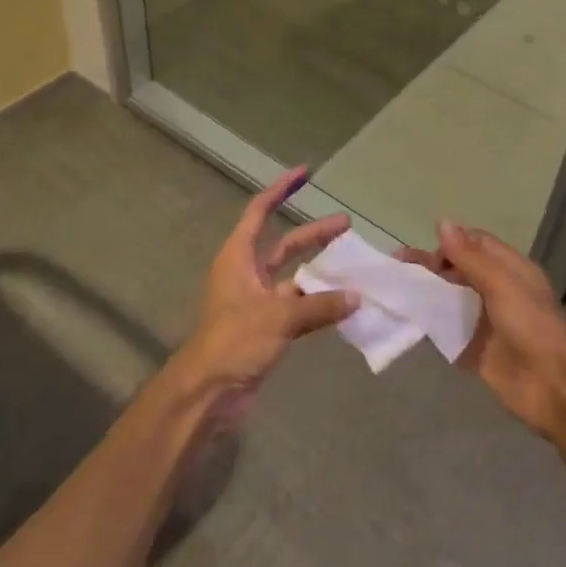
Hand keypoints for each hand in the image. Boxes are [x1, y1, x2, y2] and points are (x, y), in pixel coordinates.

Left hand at [169, 168, 357, 424]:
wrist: (209, 392)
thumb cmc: (235, 341)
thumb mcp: (279, 317)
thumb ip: (319, 305)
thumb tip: (356, 297)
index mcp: (238, 257)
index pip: (259, 212)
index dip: (280, 190)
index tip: (304, 173)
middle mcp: (247, 273)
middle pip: (284, 243)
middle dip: (314, 234)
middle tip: (346, 225)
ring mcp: (257, 301)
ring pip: (294, 276)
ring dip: (320, 271)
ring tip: (353, 266)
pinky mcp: (267, 326)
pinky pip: (298, 305)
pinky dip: (318, 302)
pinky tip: (344, 303)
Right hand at [400, 220, 565, 440]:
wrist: (552, 387)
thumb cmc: (531, 326)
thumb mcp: (501, 284)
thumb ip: (470, 257)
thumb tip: (442, 222)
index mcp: (510, 269)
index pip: (475, 244)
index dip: (451, 243)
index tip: (426, 251)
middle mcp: (496, 290)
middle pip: (458, 269)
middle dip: (430, 266)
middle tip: (399, 267)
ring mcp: (483, 321)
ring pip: (449, 298)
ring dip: (425, 292)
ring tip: (395, 290)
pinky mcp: (473, 349)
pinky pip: (446, 330)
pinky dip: (427, 322)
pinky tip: (404, 319)